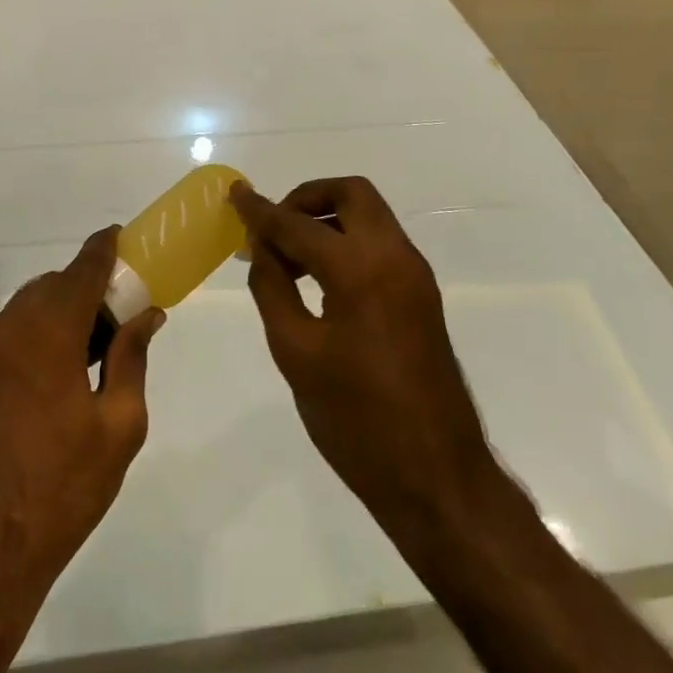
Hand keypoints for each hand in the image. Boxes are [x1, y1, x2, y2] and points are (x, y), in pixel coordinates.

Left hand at [0, 227, 164, 598]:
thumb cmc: (60, 488)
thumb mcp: (118, 426)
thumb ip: (132, 358)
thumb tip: (146, 316)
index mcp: (47, 331)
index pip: (82, 270)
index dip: (104, 249)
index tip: (122, 236)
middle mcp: (7, 327)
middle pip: (55, 286)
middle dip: (88, 290)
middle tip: (120, 318)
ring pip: (30, 309)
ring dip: (62, 314)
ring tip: (94, 351)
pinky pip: (10, 335)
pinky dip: (38, 335)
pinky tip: (59, 374)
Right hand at [230, 178, 502, 559]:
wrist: (437, 478)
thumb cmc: (357, 420)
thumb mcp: (296, 354)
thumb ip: (273, 289)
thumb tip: (262, 249)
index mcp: (361, 269)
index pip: (298, 224)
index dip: (261, 210)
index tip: (235, 195)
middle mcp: (395, 257)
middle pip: (351, 194)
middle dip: (306, 199)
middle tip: (273, 228)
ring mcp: (414, 275)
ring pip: (368, 217)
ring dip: (327, 220)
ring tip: (286, 256)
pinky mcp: (421, 296)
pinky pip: (379, 245)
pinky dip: (346, 243)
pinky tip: (316, 278)